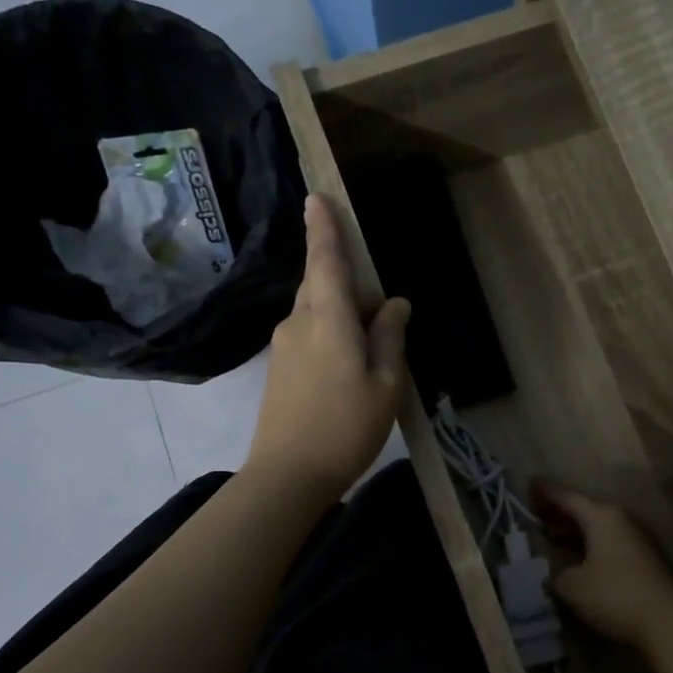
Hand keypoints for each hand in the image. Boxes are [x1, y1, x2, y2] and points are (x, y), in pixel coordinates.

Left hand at [247, 194, 410, 501]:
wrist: (288, 475)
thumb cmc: (346, 428)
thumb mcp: (385, 385)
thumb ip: (390, 339)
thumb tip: (395, 303)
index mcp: (328, 320)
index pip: (326, 262)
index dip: (324, 229)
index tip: (317, 197)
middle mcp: (299, 323)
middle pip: (318, 284)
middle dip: (339, 275)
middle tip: (370, 295)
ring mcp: (283, 347)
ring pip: (312, 311)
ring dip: (336, 310)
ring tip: (366, 337)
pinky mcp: (278, 370)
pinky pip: (306, 334)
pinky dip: (327, 333)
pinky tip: (346, 363)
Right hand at [534, 483, 672, 653]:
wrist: (669, 622)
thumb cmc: (615, 595)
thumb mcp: (573, 586)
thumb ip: (556, 576)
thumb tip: (554, 575)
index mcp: (602, 516)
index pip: (567, 497)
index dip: (546, 492)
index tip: (528, 484)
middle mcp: (622, 520)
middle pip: (585, 510)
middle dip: (559, 511)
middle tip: (535, 512)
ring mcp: (638, 539)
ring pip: (599, 528)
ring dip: (575, 530)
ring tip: (551, 534)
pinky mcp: (646, 560)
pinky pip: (610, 543)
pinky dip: (590, 544)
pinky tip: (578, 558)